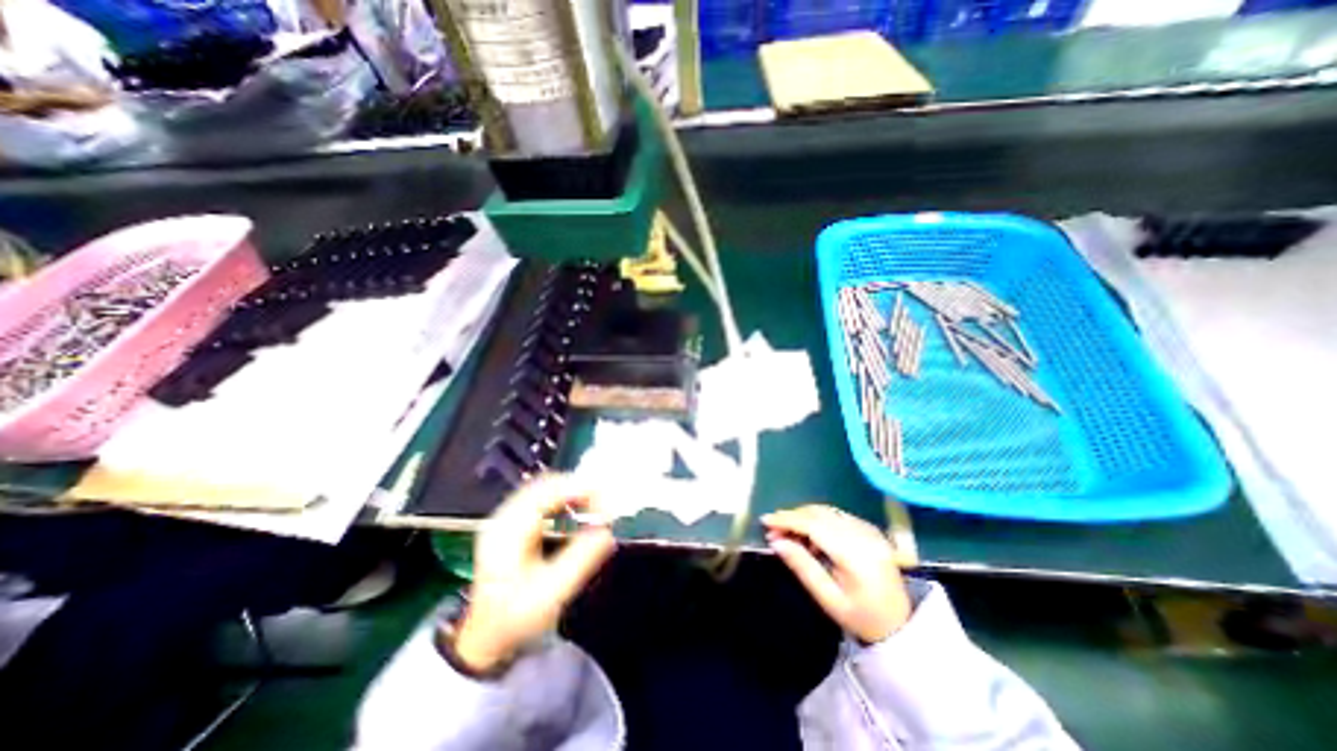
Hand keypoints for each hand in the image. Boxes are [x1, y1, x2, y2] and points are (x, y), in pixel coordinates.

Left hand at [449, 473, 613, 671]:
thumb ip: (580, 559)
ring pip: (544, 487)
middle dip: (579, 488)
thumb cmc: (516, 618)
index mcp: (508, 530)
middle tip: (603, 505)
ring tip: (593, 507)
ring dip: (571, 492)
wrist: (484, 638)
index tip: (605, 503)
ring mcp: (505, 518)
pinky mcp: (511, 523)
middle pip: (546, 483)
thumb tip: (607, 531)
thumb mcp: (551, 593)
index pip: (547, 491)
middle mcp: (503, 516)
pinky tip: (574, 512)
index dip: (580, 489)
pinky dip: (562, 499)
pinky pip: (540, 497)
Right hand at [761, 501, 907, 640]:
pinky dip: (818, 519)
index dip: (787, 520)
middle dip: (793, 516)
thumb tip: (775, 541)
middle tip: (773, 530)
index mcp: (855, 554)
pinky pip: (836, 515)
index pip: (814, 525)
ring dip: (804, 516)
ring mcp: (869, 529)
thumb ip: (802, 566)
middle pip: (820, 513)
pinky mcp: (870, 529)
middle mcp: (863, 534)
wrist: (901, 626)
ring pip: (827, 511)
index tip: (765, 521)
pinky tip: (811, 537)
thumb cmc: (862, 618)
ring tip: (788, 533)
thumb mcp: (828, 599)